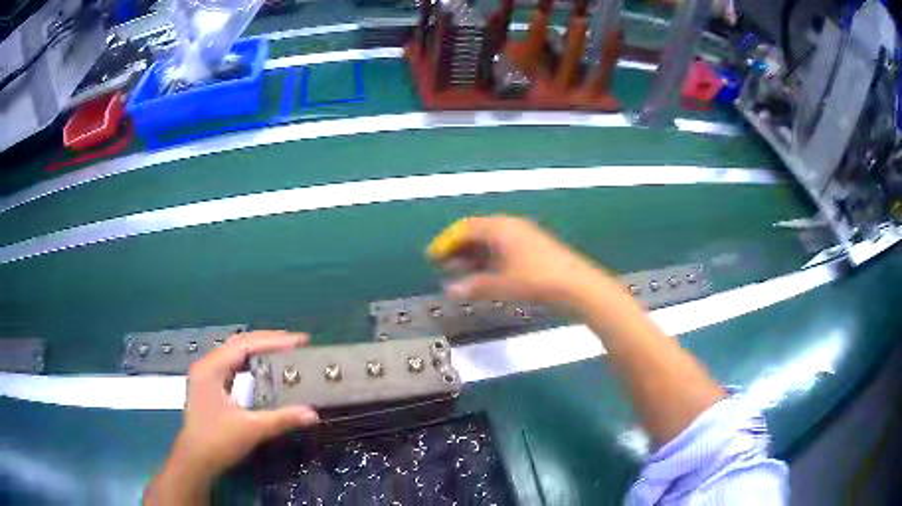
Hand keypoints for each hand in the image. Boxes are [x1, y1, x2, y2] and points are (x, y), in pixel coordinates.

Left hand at [144, 331, 318, 504]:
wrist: (195, 461)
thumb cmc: (218, 441)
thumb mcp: (251, 429)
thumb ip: (281, 419)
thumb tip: (313, 413)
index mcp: (212, 368)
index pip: (245, 344)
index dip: (273, 341)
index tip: (300, 341)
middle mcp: (207, 366)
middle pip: (239, 344)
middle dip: (267, 341)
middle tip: (295, 344)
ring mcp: (206, 377)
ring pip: (235, 355)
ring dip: (259, 351)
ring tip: (283, 352)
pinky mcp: (210, 389)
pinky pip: (232, 367)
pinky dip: (250, 364)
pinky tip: (262, 370)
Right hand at [427, 216, 614, 311]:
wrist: (576, 284)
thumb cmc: (536, 280)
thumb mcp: (502, 285)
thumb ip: (474, 287)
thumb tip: (450, 291)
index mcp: (500, 228)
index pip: (465, 228)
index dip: (446, 242)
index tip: (433, 256)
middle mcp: (510, 226)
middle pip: (477, 232)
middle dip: (459, 249)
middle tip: (444, 266)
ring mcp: (524, 235)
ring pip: (490, 241)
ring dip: (473, 255)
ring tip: (461, 273)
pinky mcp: (533, 247)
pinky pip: (503, 247)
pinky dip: (489, 259)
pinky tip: (486, 274)